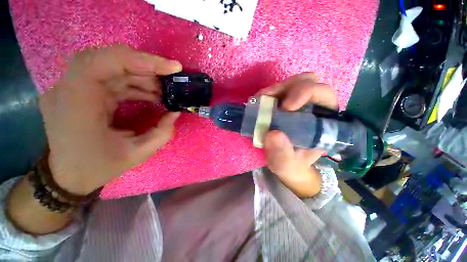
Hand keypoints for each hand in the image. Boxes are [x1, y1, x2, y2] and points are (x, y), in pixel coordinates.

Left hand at [39, 45, 181, 194]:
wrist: (67, 176)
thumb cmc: (97, 167)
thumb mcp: (137, 154)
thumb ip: (162, 133)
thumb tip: (175, 112)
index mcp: (76, 102)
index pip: (104, 61)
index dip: (142, 60)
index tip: (172, 68)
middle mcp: (68, 88)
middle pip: (110, 59)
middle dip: (146, 68)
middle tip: (171, 81)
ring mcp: (72, 87)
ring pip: (113, 67)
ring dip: (143, 77)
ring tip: (164, 93)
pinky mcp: (81, 91)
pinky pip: (111, 78)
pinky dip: (134, 83)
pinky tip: (151, 95)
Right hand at [257, 73, 337, 197]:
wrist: (283, 161)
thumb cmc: (290, 163)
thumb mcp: (285, 164)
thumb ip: (282, 154)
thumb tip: (273, 134)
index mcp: (323, 120)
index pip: (323, 94)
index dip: (305, 93)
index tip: (285, 108)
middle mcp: (312, 106)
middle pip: (307, 81)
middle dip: (287, 88)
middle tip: (268, 102)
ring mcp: (296, 102)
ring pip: (290, 82)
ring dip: (274, 90)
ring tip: (260, 103)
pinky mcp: (282, 102)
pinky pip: (275, 90)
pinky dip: (266, 95)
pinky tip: (258, 104)